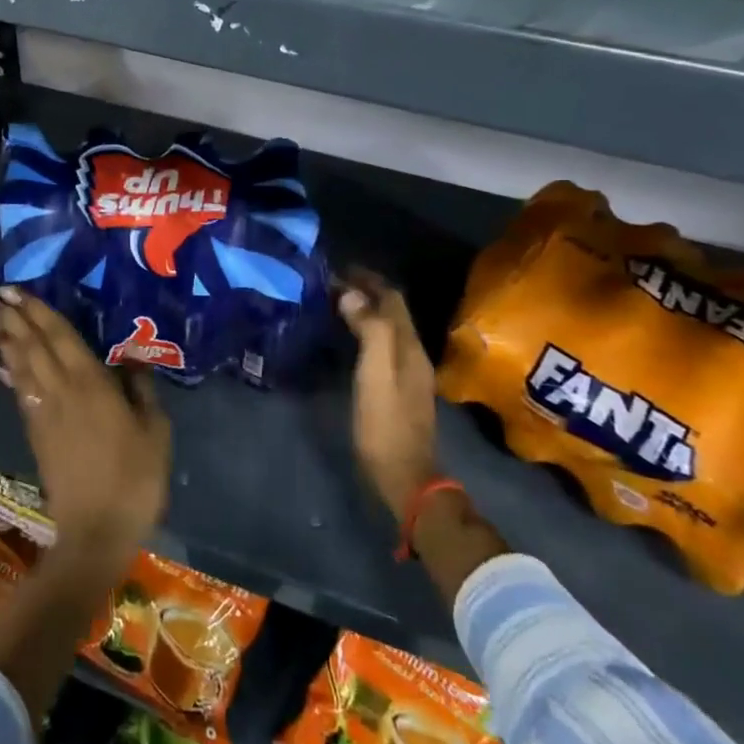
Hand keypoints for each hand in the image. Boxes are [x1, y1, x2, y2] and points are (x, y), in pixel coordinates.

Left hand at [0, 286, 169, 558]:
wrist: (96, 531)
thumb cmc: (135, 478)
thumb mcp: (155, 431)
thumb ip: (141, 389)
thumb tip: (132, 355)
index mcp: (91, 383)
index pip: (58, 336)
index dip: (36, 311)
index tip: (13, 290)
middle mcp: (61, 389)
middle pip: (31, 345)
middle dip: (9, 317)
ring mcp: (44, 411)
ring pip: (20, 365)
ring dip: (2, 338)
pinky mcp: (36, 433)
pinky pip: (20, 392)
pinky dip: (9, 372)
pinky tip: (0, 361)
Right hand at [338, 269, 440, 520]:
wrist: (403, 475)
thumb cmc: (385, 423)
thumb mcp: (375, 374)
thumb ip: (369, 330)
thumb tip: (351, 294)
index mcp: (409, 346)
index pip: (392, 298)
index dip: (368, 279)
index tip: (338, 268)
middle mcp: (412, 354)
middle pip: (391, 311)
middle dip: (365, 291)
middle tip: (330, 283)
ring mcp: (407, 373)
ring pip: (386, 328)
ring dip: (364, 311)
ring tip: (334, 303)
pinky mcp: (397, 389)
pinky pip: (382, 345)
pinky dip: (364, 331)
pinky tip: (347, 338)